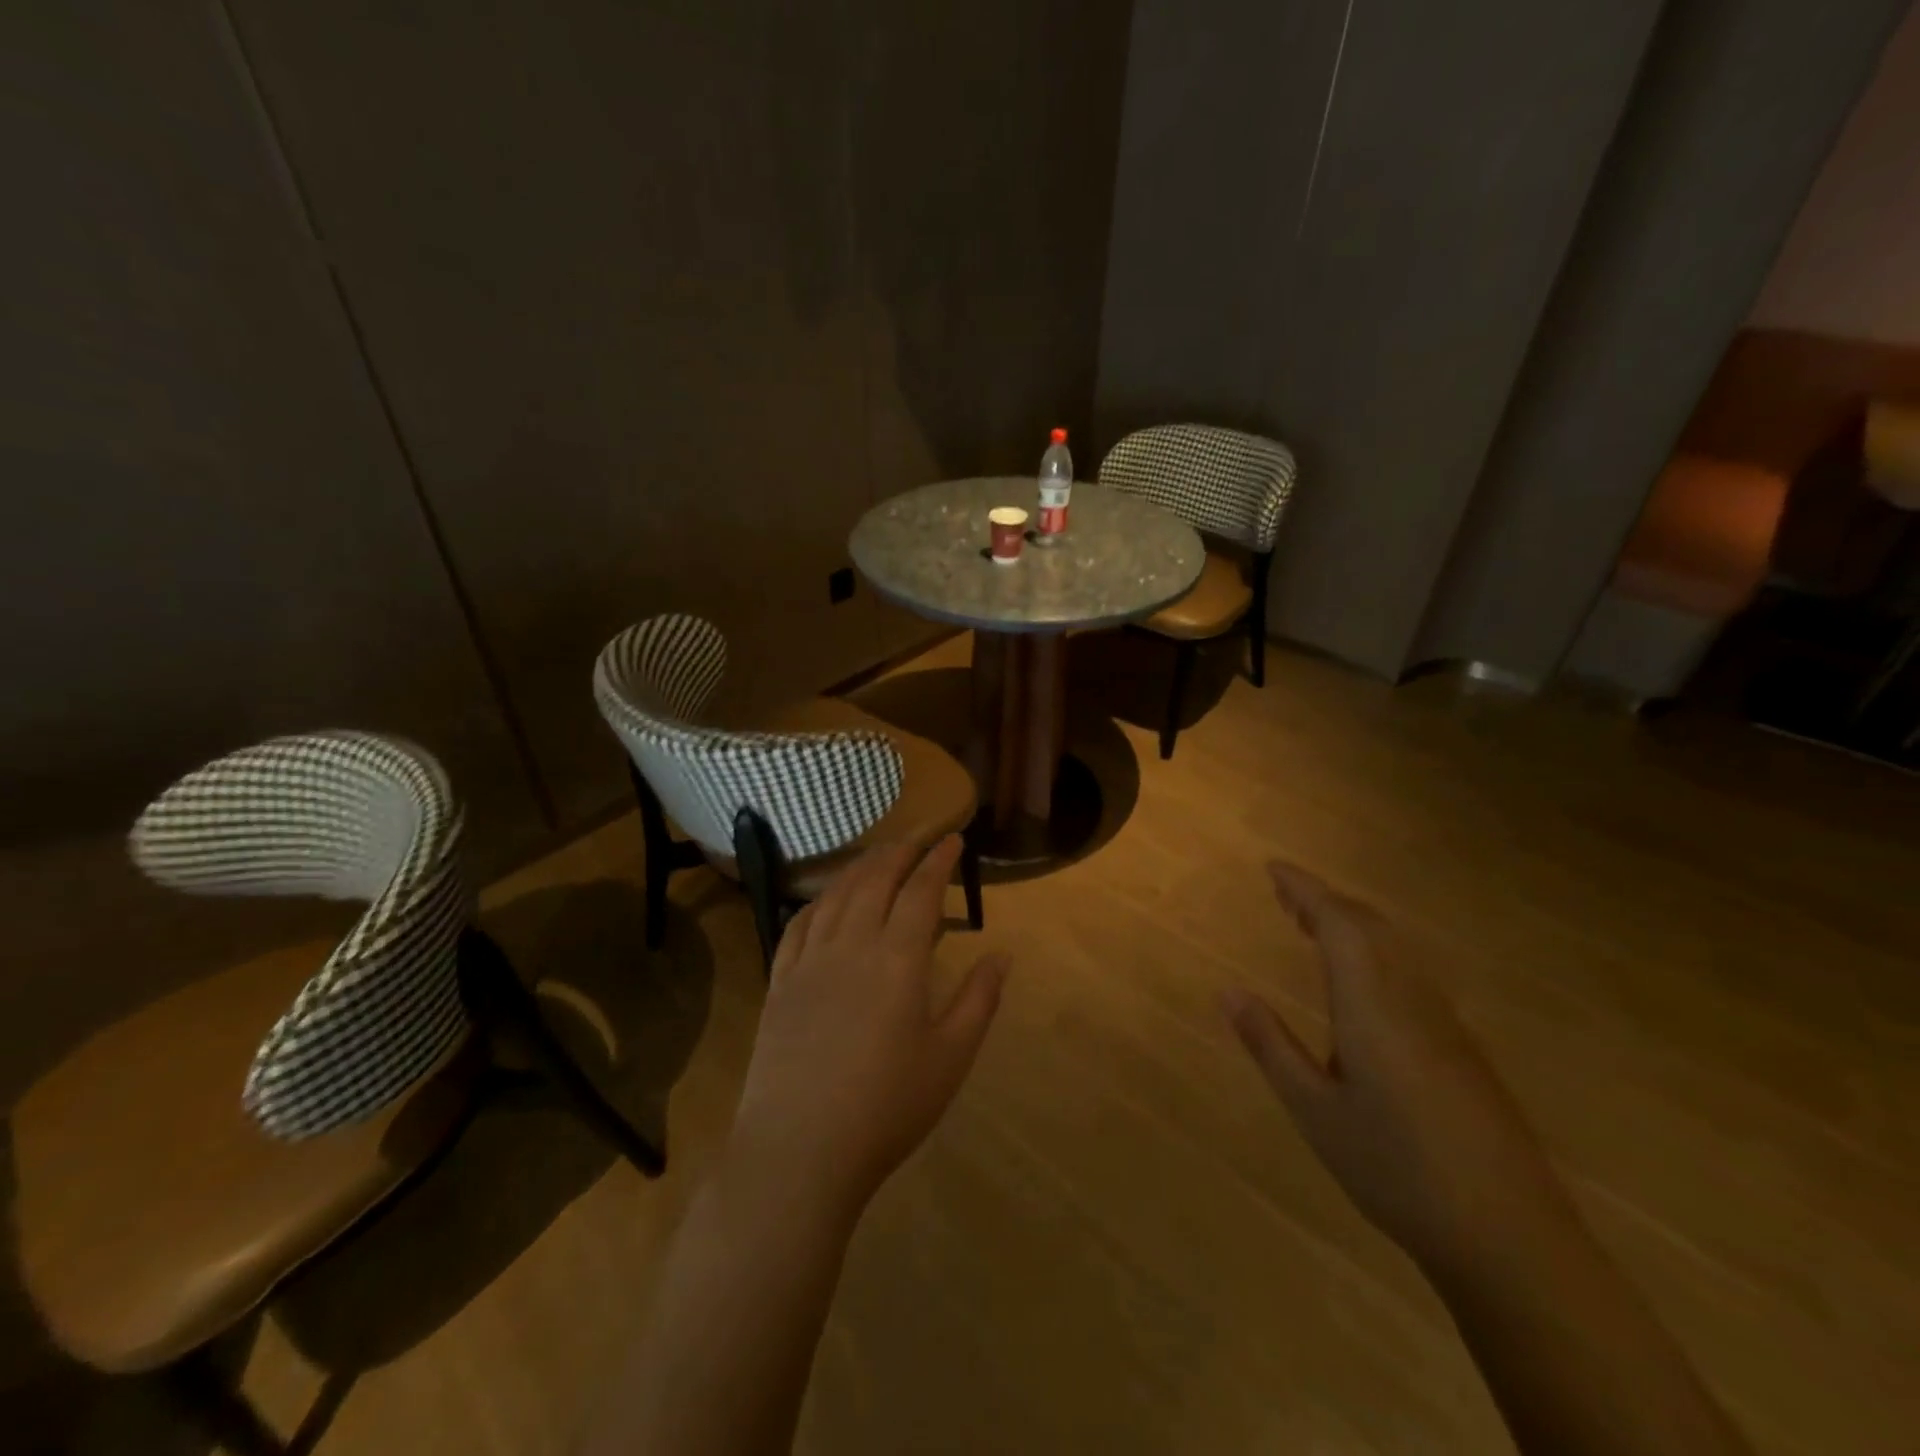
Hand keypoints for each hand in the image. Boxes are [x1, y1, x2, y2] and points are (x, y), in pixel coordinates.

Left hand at [729, 837, 1008, 1220]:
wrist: (800, 1150)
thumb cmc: (887, 1108)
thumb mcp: (950, 1058)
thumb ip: (979, 1000)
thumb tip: (1002, 954)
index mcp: (898, 958)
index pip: (921, 890)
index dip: (939, 859)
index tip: (953, 839)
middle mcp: (851, 944)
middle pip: (875, 878)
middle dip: (899, 850)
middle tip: (919, 837)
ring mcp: (809, 960)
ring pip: (836, 894)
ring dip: (860, 866)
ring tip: (878, 856)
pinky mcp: (779, 981)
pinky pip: (798, 924)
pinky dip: (818, 899)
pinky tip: (826, 900)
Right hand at [1222, 860, 1565, 1274]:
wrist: (1510, 1239)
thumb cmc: (1396, 1169)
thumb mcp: (1314, 1110)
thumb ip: (1270, 1045)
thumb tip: (1227, 991)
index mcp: (1372, 1007)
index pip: (1339, 924)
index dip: (1306, 889)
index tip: (1273, 869)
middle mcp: (1412, 1000)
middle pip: (1371, 927)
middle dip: (1326, 901)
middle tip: (1284, 896)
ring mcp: (1445, 1024)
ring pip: (1396, 949)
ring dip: (1353, 925)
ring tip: (1312, 928)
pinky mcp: (1463, 1049)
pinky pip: (1411, 974)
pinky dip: (1375, 953)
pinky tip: (1361, 983)